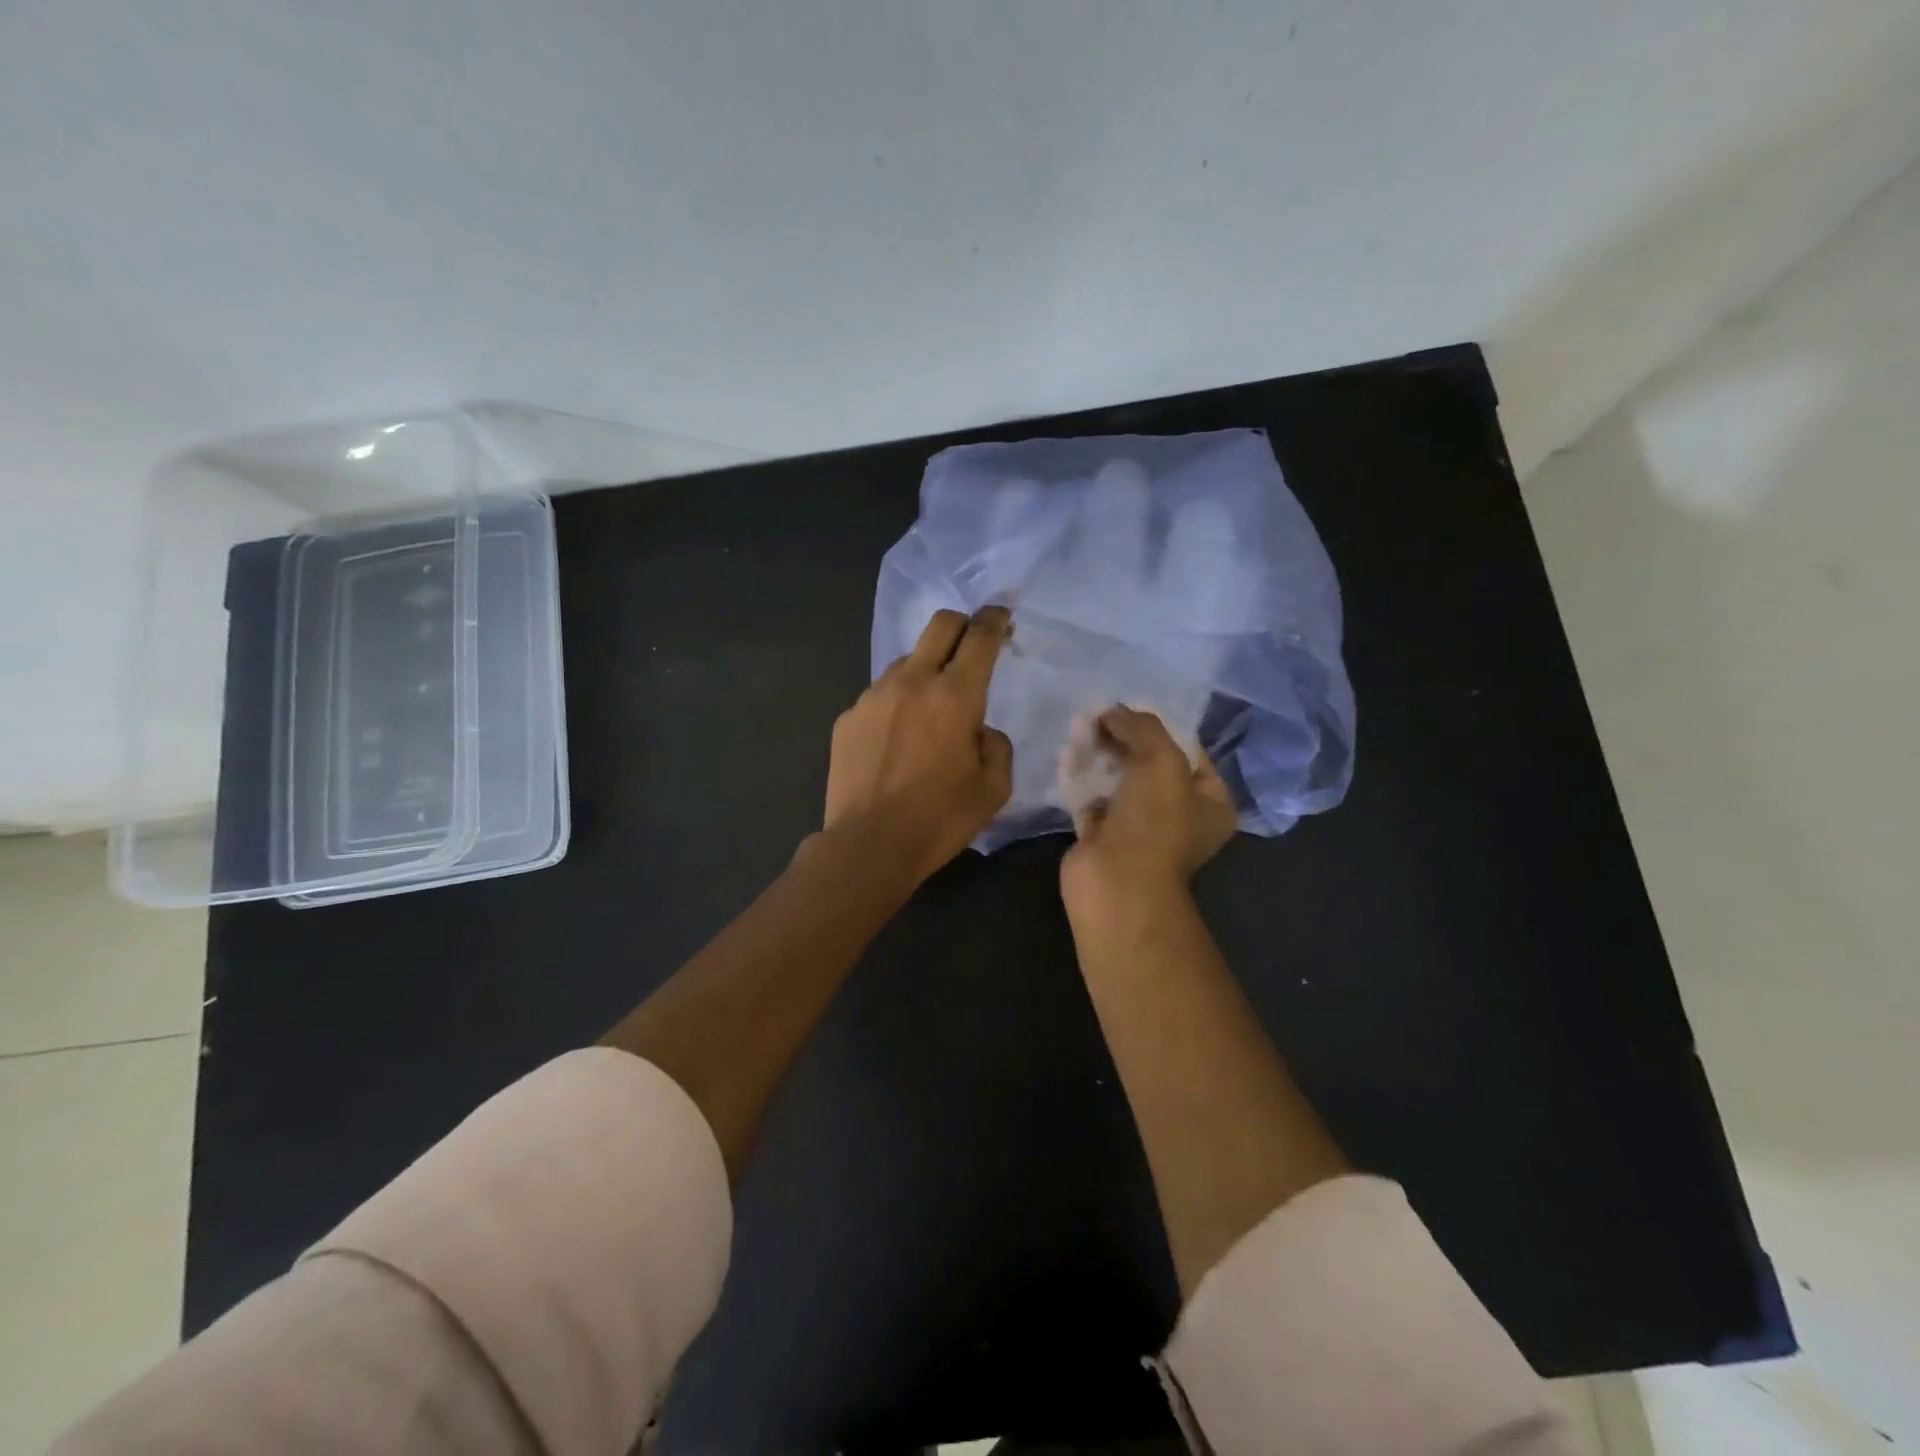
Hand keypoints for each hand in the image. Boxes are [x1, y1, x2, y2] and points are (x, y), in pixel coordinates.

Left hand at [824, 606, 1013, 882]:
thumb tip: (979, 730)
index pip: (980, 636)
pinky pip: (879, 696)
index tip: (1002, 618)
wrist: (867, 845)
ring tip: (928, 711)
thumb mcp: (993, 789)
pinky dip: (896, 704)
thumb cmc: (939, 819)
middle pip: (939, 625)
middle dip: (962, 624)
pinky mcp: (847, 717)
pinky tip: (896, 740)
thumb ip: (996, 746)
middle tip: (972, 645)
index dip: (995, 619)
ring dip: (925, 670)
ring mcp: (873, 696)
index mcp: (955, 696)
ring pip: (906, 661)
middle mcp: (912, 682)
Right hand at [1060, 706, 1235, 911]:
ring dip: (1100, 754)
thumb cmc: (1154, 823)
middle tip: (1099, 715)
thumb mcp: (1162, 761)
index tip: (1131, 707)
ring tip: (1080, 727)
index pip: (1190, 751)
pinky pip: (1092, 797)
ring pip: (1118, 779)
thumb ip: (1142, 727)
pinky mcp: (1103, 835)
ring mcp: (1140, 827)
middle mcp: (1179, 815)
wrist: (1115, 884)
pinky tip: (1067, 754)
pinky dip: (1081, 777)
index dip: (1162, 726)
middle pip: (1150, 763)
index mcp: (1210, 802)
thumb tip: (1112, 710)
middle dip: (1125, 737)